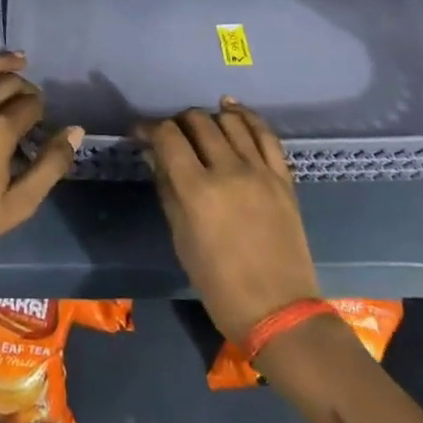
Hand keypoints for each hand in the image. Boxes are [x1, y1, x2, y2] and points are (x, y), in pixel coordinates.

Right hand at [138, 99, 319, 345]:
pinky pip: (265, 134)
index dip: (148, 128)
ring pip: (230, 121)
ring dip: (209, 118)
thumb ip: (167, 189)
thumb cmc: (218, 284)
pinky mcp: (283, 177)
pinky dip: (246, 117)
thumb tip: (153, 155)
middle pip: (197, 121)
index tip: (139, 133)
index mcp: (197, 190)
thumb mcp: (181, 238)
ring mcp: (260, 171)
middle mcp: (228, 170)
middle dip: (176, 122)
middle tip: (170, 136)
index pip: (167, 136)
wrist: (278, 310)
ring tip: (200, 128)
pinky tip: (232, 111)